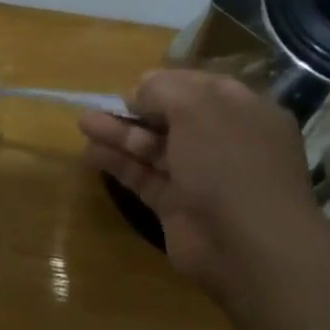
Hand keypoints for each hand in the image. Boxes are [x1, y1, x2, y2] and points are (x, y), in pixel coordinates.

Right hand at [78, 69, 325, 291]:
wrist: (246, 244)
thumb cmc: (229, 162)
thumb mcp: (197, 108)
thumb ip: (164, 90)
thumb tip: (140, 91)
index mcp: (243, 112)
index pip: (200, 88)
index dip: (165, 84)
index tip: (133, 85)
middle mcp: (224, 142)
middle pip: (172, 118)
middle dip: (135, 110)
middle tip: (99, 104)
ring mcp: (201, 176)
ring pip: (154, 148)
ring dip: (119, 134)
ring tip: (83, 123)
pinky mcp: (177, 206)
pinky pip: (144, 177)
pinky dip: (119, 164)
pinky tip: (91, 153)